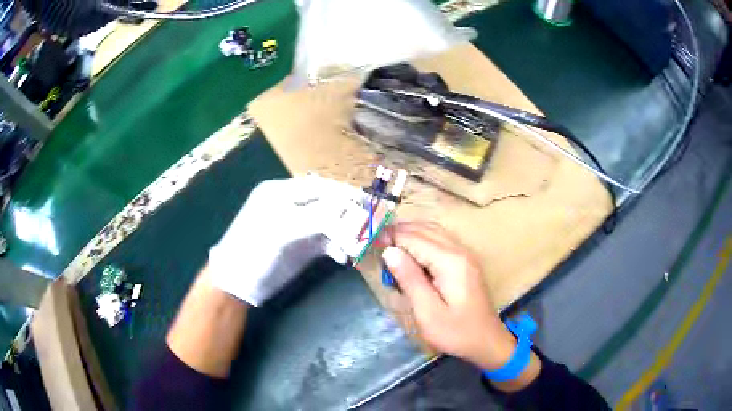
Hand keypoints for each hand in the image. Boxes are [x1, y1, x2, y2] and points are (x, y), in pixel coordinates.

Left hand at [208, 175, 362, 305]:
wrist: (237, 283)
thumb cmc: (254, 251)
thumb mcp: (283, 229)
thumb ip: (317, 217)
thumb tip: (351, 214)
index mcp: (281, 192)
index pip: (319, 187)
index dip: (344, 194)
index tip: (367, 205)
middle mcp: (291, 205)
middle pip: (328, 203)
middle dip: (349, 214)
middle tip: (370, 226)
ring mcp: (297, 225)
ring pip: (330, 222)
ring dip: (346, 233)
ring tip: (356, 247)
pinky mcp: (301, 245)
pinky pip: (326, 241)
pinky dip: (338, 247)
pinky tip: (343, 256)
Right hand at [381, 222, 517, 370]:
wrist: (486, 341)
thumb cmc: (456, 332)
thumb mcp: (428, 312)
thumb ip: (410, 279)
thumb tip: (389, 251)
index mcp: (450, 262)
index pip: (415, 238)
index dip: (391, 237)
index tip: (369, 243)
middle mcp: (460, 250)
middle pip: (425, 229)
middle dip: (399, 233)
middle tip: (376, 245)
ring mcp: (465, 254)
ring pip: (433, 231)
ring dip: (410, 234)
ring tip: (389, 247)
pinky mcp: (465, 261)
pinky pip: (440, 240)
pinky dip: (422, 240)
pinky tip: (410, 254)